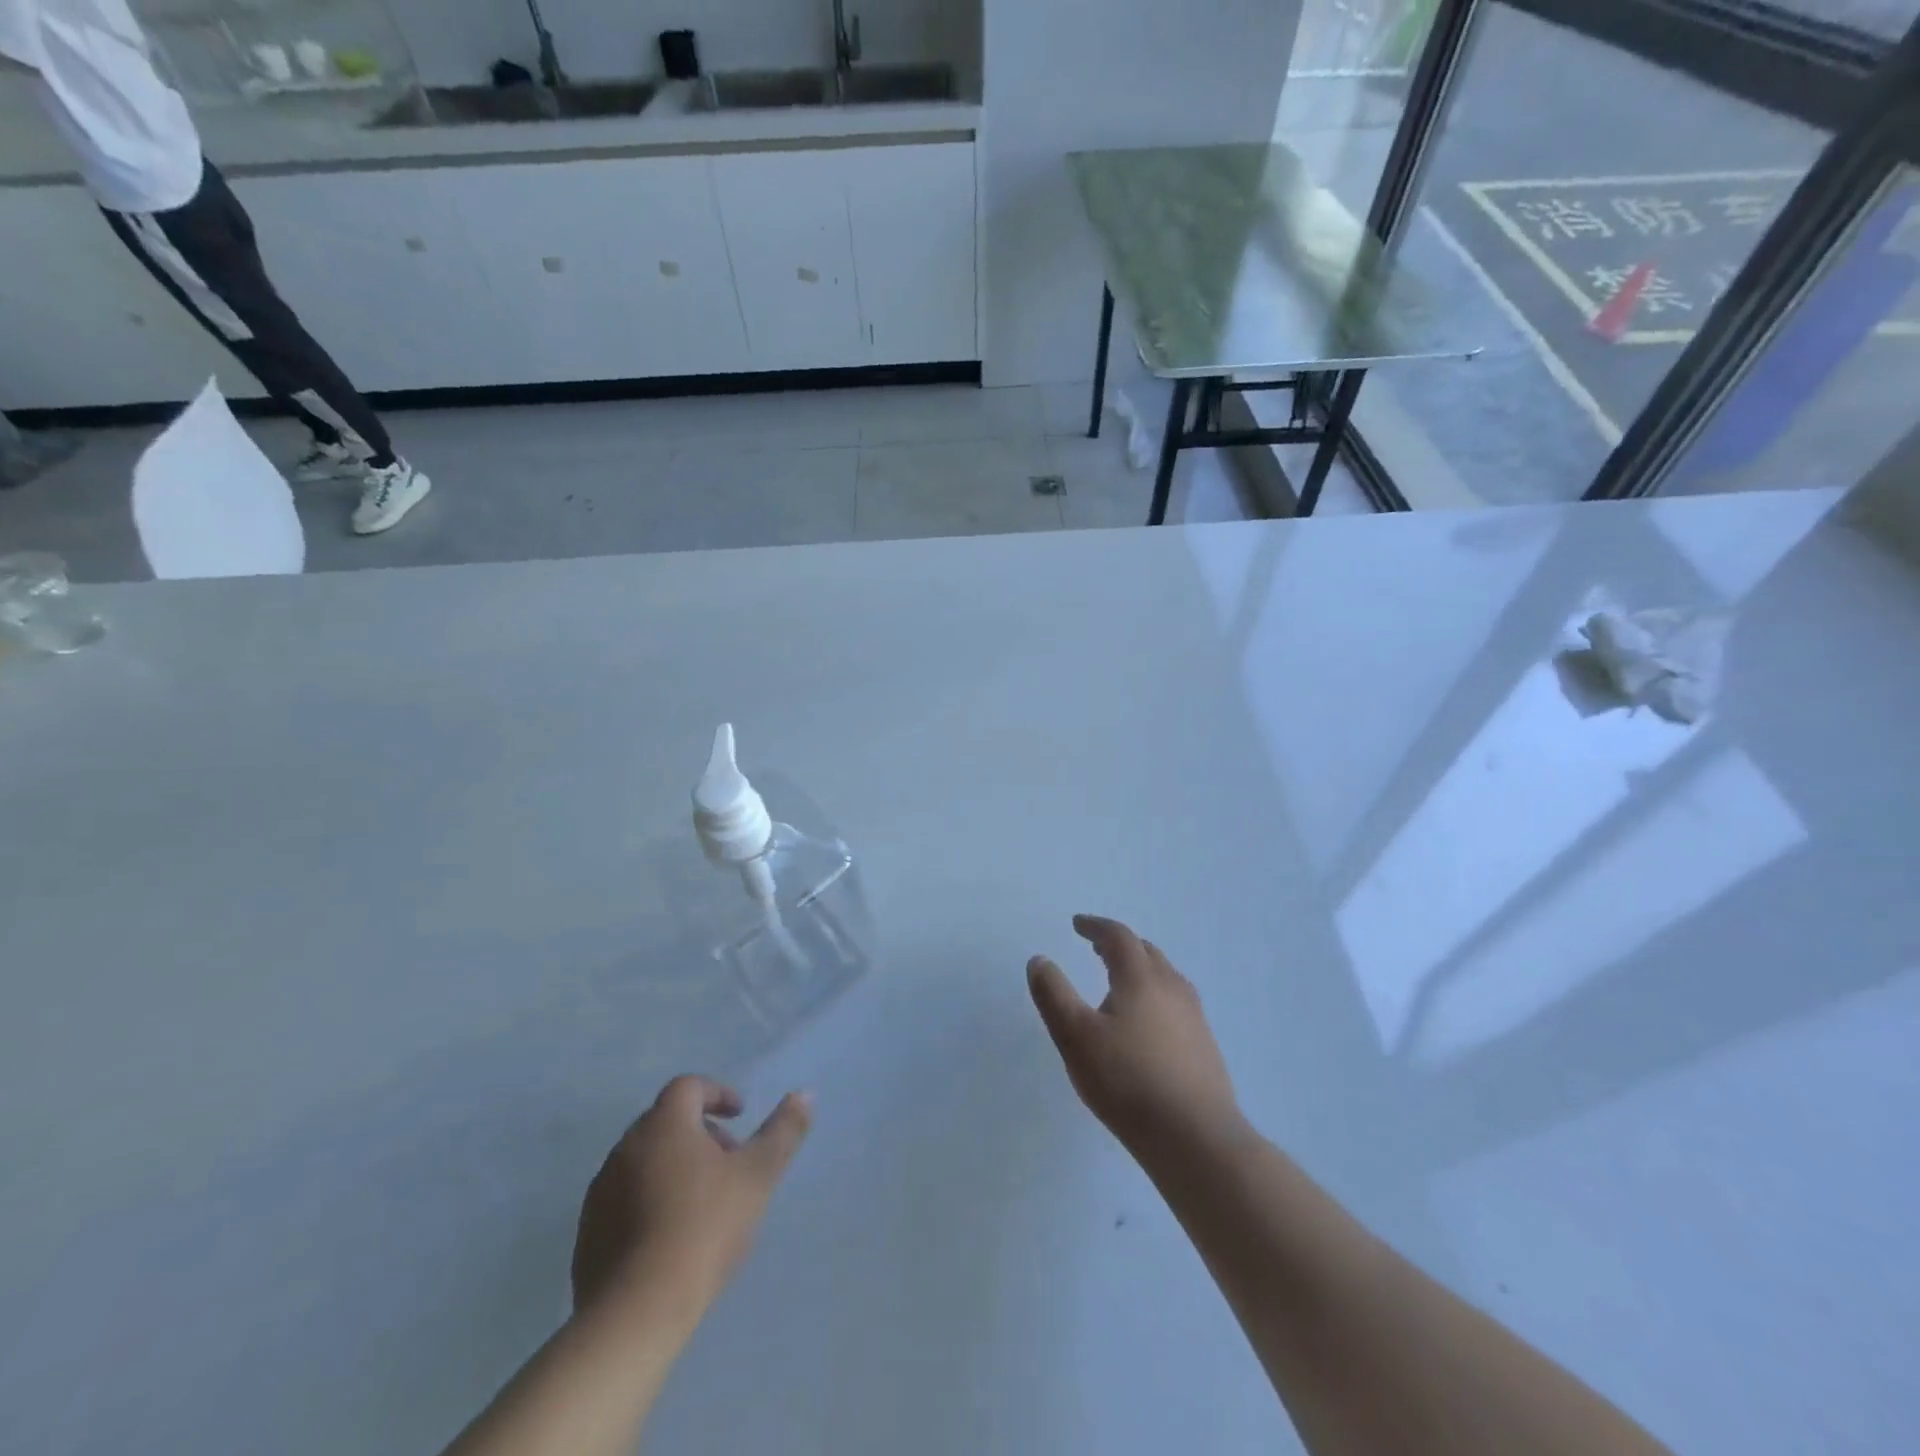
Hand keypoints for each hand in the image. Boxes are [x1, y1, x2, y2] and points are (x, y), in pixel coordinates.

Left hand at [572, 1076, 811, 1320]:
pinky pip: (624, 1198)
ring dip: (674, 1166)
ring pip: (644, 1160)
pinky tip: (670, 1236)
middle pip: (666, 1122)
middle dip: (700, 1133)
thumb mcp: (757, 1176)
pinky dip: (649, 1200)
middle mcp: (626, 1147)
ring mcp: (602, 1191)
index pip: (688, 1087)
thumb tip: (804, 1094)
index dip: (717, 1093)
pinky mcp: (588, 1232)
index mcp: (664, 1125)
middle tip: (729, 1161)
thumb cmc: (704, 1228)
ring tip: (703, 1202)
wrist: (635, 1311)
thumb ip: (783, 1131)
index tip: (739, 1115)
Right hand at [1028, 915, 1242, 1157]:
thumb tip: (1039, 960)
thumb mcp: (1074, 1036)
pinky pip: (1176, 1003)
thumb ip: (1053, 994)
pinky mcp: (1205, 1045)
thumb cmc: (1127, 1081)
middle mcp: (1172, 987)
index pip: (1118, 937)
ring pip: (1165, 977)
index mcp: (1141, 977)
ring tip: (1118, 984)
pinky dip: (1154, 996)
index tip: (1077, 924)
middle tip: (1096, 949)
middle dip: (1119, 945)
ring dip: (1139, 969)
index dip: (1095, 926)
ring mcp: (1194, 1017)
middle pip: (1145, 952)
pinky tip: (1146, 1024)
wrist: (1195, 1137)